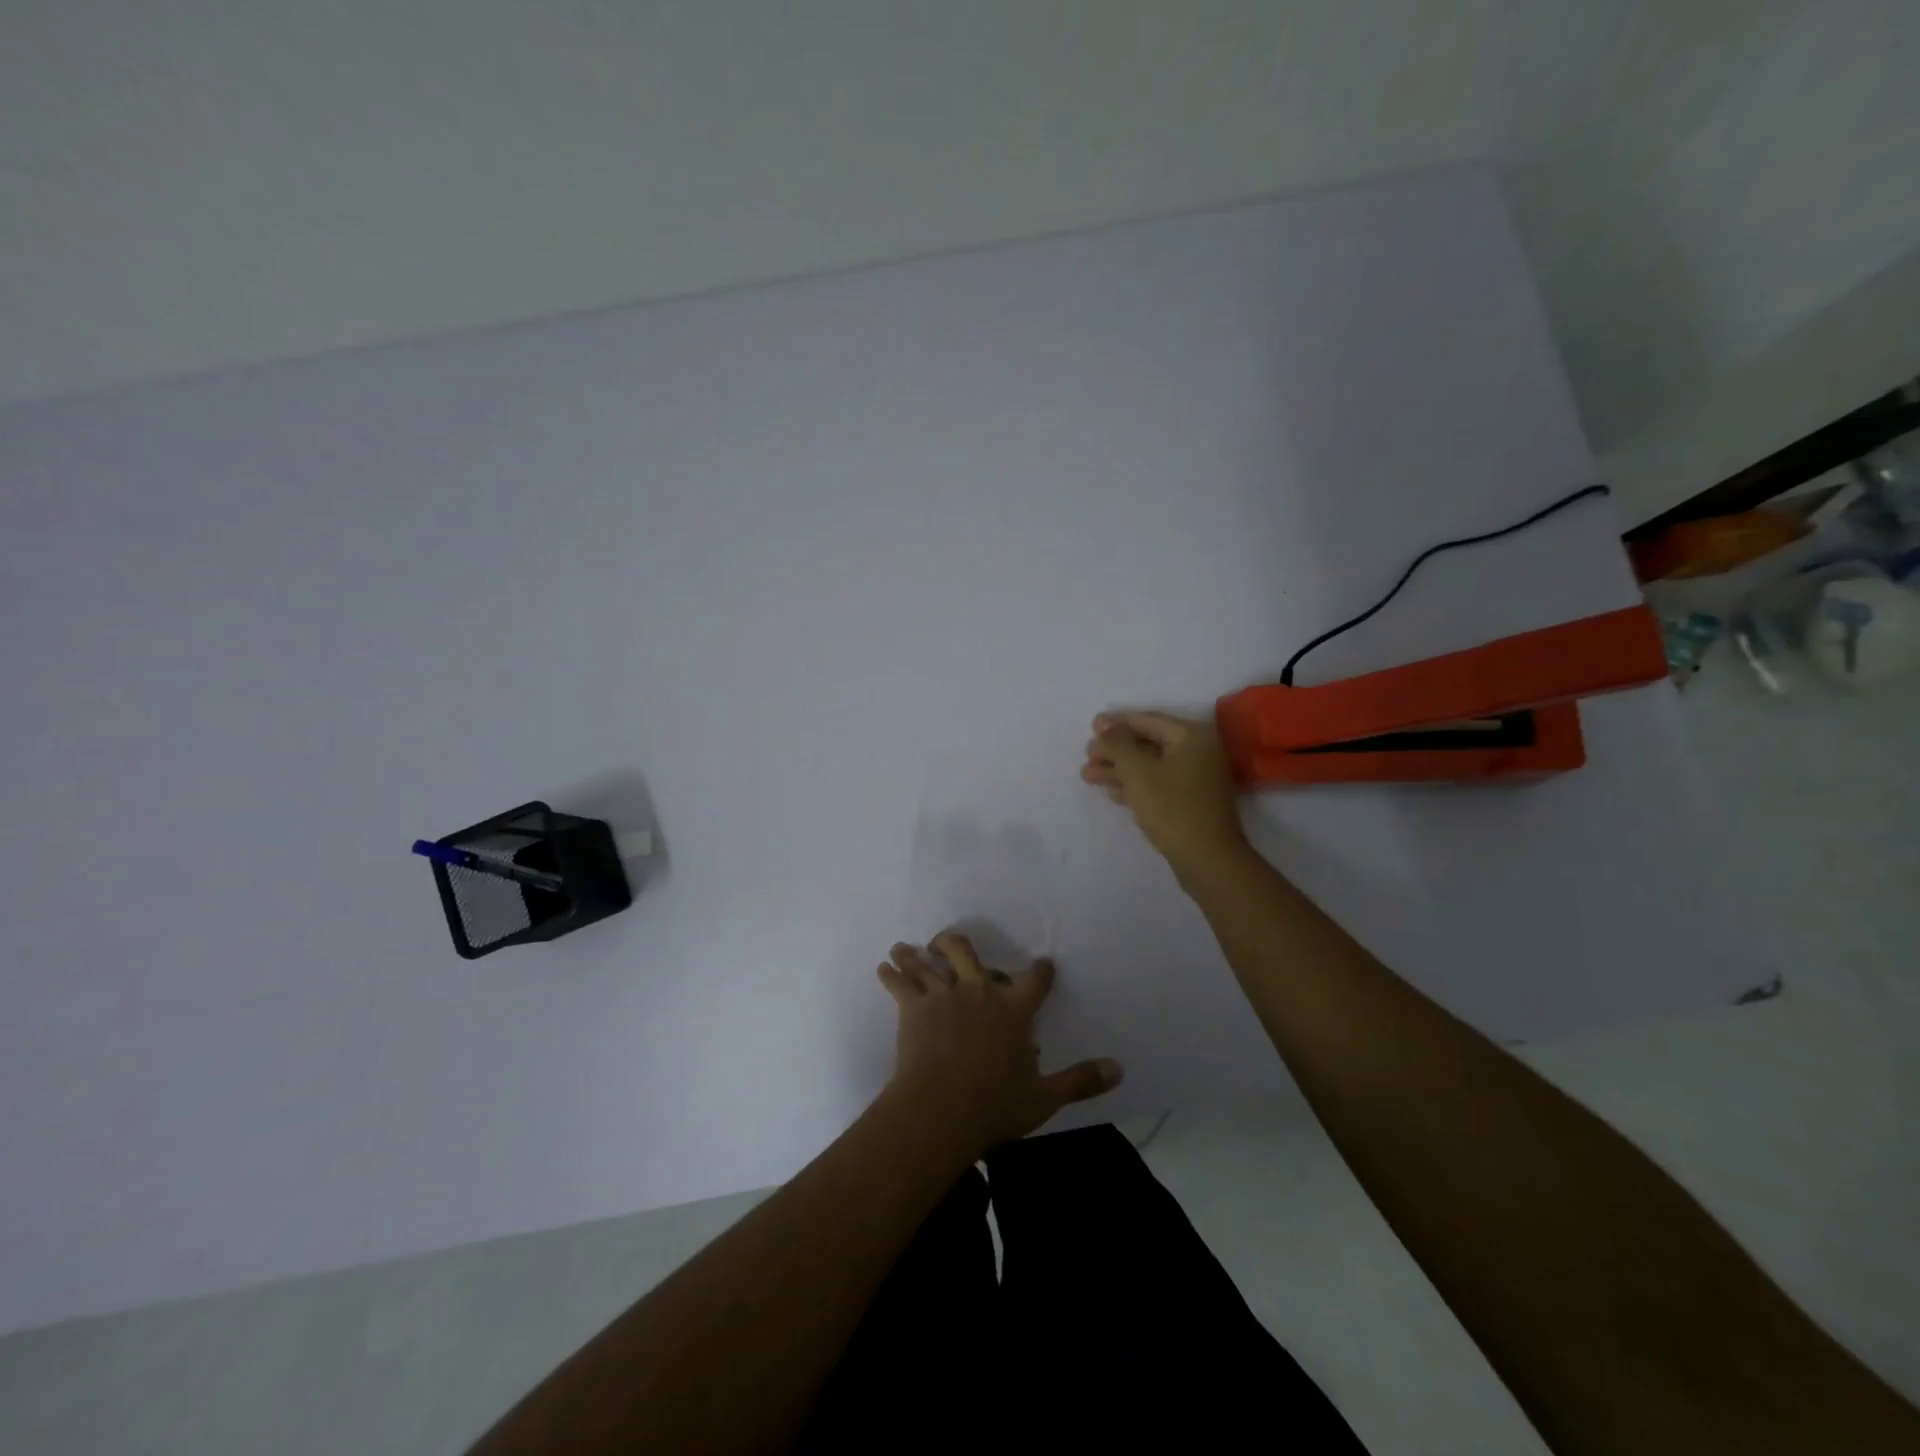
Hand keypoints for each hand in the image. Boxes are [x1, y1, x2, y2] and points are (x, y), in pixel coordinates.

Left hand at [877, 930, 1121, 1160]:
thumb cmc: (995, 1105)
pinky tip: (883, 967)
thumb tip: (1120, 1069)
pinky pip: (899, 983)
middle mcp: (979, 990)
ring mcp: (944, 995)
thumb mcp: (1044, 1098)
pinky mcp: (914, 1007)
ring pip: (927, 962)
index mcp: (1014, 1009)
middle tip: (946, 941)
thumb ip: (1081, 1080)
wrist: (941, 1110)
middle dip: (954, 943)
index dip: (1042, 971)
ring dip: (914, 953)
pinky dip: (890, 973)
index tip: (1044, 964)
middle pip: (966, 951)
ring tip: (904, 947)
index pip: (1036, 980)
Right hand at [1081, 710, 1247, 874]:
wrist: (1206, 858)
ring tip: (1087, 775)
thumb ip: (1116, 743)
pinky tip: (1110, 791)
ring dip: (1119, 769)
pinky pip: (1157, 784)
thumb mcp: (1136, 770)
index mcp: (1192, 736)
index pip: (1147, 720)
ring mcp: (1196, 778)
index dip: (1116, 722)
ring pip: (1150, 766)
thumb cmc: (1171, 807)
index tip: (1091, 726)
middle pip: (1147, 743)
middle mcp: (1198, 752)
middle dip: (1114, 750)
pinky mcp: (1190, 802)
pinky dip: (1133, 785)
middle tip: (1087, 755)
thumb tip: (1104, 726)